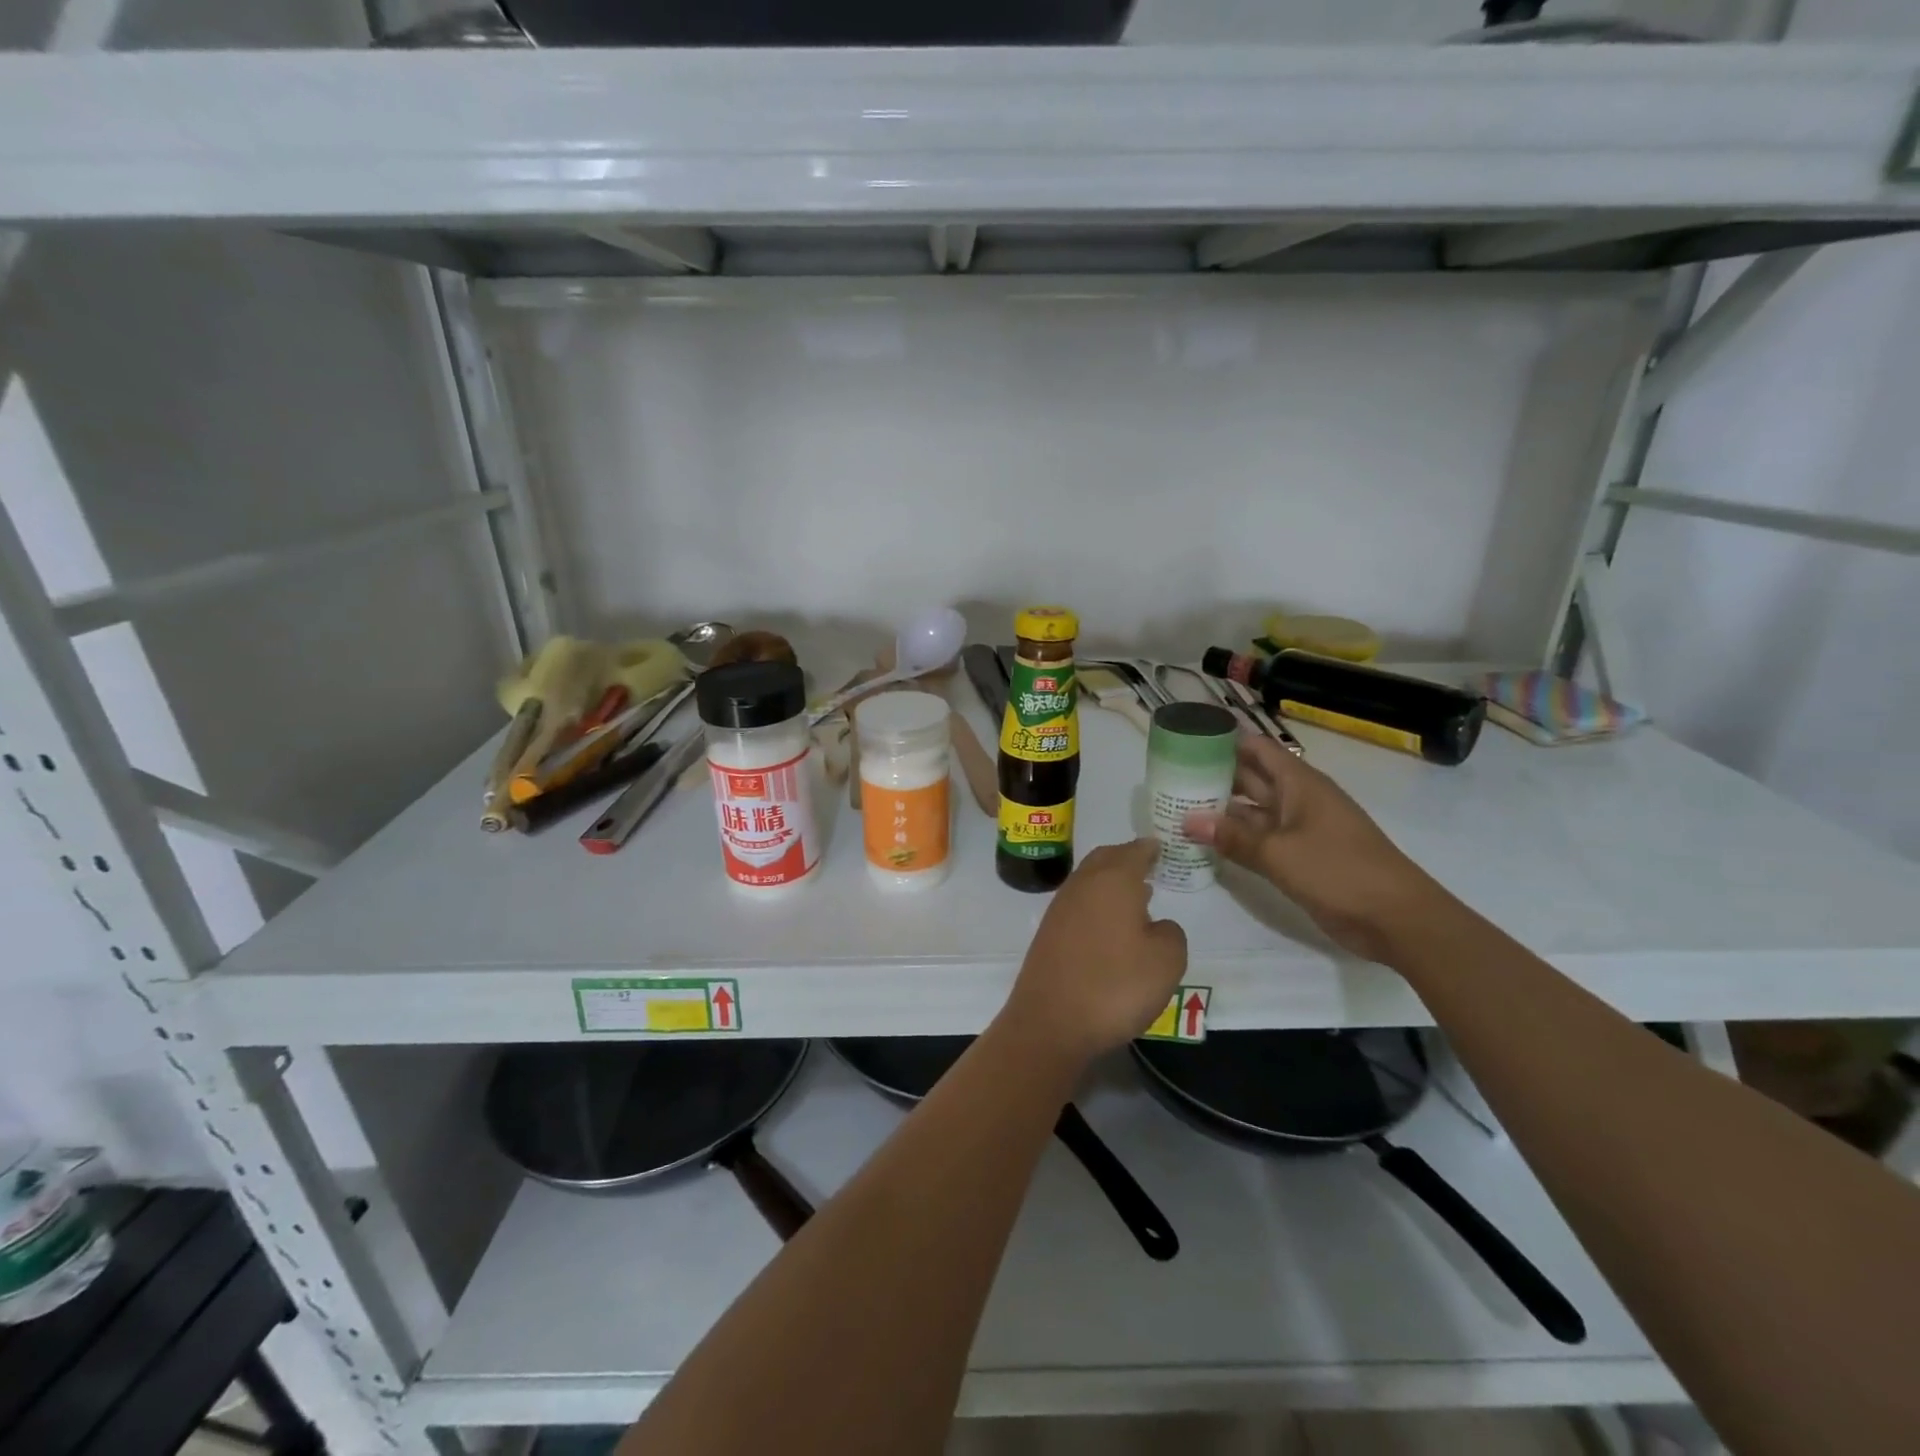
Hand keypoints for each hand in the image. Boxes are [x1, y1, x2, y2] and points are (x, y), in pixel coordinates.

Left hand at [1005, 839, 1187, 1060]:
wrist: (1050, 1021)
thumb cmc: (1115, 985)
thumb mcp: (1166, 961)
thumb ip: (1170, 933)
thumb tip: (1154, 925)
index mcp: (1113, 880)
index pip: (1133, 851)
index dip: (1149, 848)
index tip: (1160, 847)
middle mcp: (1083, 885)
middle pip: (1106, 859)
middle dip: (1126, 858)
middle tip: (1148, 865)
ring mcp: (1060, 907)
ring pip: (1089, 880)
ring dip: (1110, 881)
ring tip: (1135, 895)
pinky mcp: (1048, 932)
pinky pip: (1079, 903)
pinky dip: (1097, 903)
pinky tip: (1110, 924)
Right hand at [1185, 737, 1444, 962]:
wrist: (1396, 918)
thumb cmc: (1339, 871)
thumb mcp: (1279, 853)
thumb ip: (1232, 836)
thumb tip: (1187, 820)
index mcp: (1299, 784)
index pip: (1256, 748)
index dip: (1224, 740)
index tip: (1187, 740)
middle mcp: (1298, 799)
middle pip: (1251, 777)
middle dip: (1214, 775)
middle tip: (1171, 777)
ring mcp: (1301, 828)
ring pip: (1253, 810)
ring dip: (1221, 809)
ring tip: (1177, 807)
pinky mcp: (1301, 856)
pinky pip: (1261, 838)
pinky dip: (1236, 837)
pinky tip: (1206, 842)